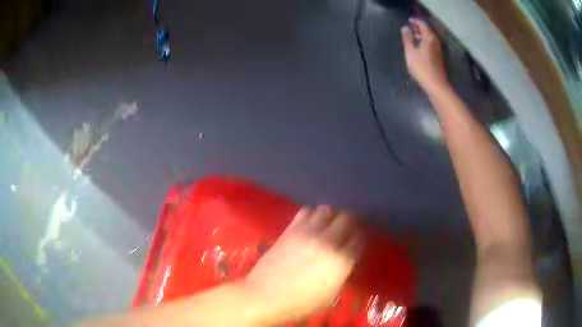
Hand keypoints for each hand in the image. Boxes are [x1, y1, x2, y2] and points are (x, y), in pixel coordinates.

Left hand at [245, 206, 361, 322]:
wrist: (265, 296)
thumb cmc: (300, 304)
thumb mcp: (330, 296)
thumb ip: (341, 275)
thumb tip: (344, 263)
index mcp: (342, 261)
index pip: (359, 239)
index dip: (359, 238)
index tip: (356, 240)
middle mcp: (329, 242)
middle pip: (347, 218)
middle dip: (349, 222)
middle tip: (345, 229)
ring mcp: (309, 233)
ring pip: (326, 210)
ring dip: (330, 215)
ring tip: (327, 223)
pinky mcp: (291, 230)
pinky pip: (306, 211)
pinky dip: (311, 214)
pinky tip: (309, 224)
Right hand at [401, 18, 449, 95]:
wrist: (436, 85)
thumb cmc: (422, 68)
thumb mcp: (410, 52)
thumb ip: (407, 39)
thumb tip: (405, 28)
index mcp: (429, 38)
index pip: (423, 24)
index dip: (416, 21)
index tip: (409, 21)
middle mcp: (436, 41)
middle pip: (428, 30)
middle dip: (419, 27)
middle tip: (410, 27)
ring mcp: (439, 50)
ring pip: (430, 38)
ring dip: (422, 35)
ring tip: (413, 36)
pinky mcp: (439, 57)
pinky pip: (432, 44)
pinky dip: (425, 41)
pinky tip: (420, 46)